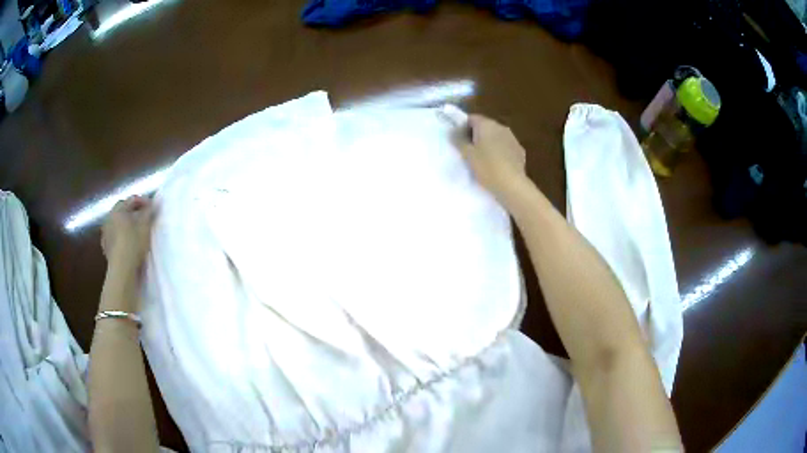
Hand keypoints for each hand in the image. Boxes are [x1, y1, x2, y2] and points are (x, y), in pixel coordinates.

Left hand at [101, 195, 154, 271]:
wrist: (122, 270)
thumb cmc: (133, 244)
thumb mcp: (145, 227)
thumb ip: (149, 212)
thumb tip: (153, 203)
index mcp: (118, 210)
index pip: (132, 200)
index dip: (143, 201)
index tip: (152, 207)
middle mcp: (109, 218)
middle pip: (122, 210)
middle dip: (132, 211)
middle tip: (143, 217)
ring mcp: (105, 233)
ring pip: (117, 223)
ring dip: (125, 223)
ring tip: (135, 230)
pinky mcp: (106, 247)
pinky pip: (113, 235)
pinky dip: (120, 235)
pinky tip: (126, 242)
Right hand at [454, 115, 527, 200]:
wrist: (512, 185)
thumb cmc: (487, 167)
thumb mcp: (467, 154)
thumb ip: (458, 140)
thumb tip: (453, 131)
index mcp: (487, 124)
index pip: (471, 118)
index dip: (462, 127)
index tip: (458, 141)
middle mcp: (501, 127)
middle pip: (484, 127)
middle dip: (475, 136)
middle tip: (468, 151)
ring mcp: (512, 138)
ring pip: (496, 137)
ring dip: (488, 144)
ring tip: (482, 160)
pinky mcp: (520, 151)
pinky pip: (505, 147)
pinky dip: (499, 152)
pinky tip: (496, 165)